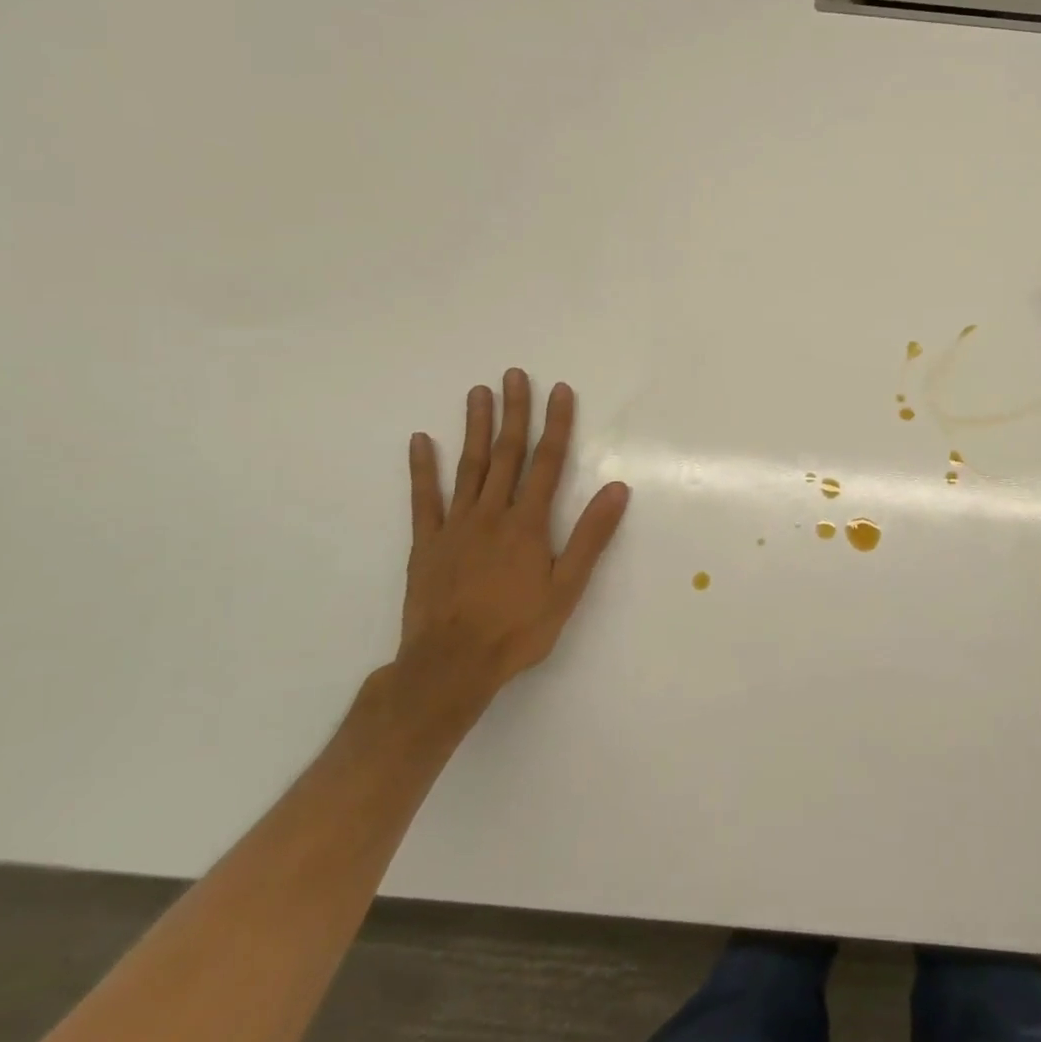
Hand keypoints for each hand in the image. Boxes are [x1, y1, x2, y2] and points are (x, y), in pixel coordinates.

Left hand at [394, 369, 629, 711]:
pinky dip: (423, 469)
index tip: (559, 390)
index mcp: (528, 523)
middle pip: (507, 454)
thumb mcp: (568, 587)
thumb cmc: (518, 628)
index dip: (556, 425)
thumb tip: (618, 489)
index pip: (547, 462)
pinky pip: (424, 499)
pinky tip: (422, 440)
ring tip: (478, 392)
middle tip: (514, 375)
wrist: (450, 666)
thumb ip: (591, 536)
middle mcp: (492, 514)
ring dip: (475, 427)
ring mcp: (455, 526)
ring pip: (469, 467)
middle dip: (514, 412)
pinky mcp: (427, 543)